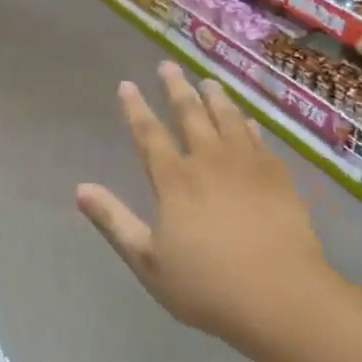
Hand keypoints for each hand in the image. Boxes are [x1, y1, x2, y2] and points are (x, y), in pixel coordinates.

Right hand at [75, 62, 331, 345]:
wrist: (280, 295)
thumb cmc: (206, 285)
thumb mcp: (147, 261)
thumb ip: (114, 221)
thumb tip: (81, 189)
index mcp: (175, 181)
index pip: (149, 134)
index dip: (136, 109)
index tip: (128, 85)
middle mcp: (210, 162)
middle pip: (190, 115)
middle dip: (176, 89)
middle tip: (168, 65)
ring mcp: (248, 166)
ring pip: (228, 119)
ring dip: (215, 98)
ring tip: (208, 81)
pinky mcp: (278, 177)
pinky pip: (259, 139)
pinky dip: (249, 124)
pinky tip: (248, 119)